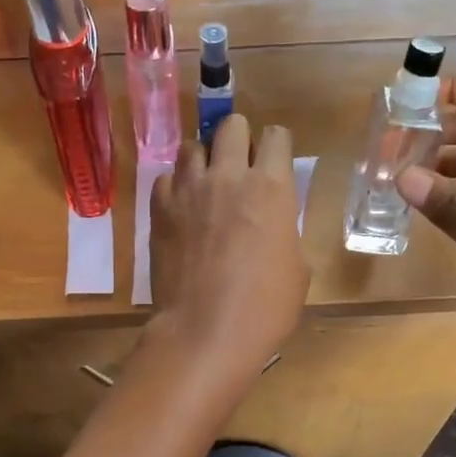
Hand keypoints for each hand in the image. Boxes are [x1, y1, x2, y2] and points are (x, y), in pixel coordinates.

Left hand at [150, 115, 307, 376]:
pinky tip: (181, 208)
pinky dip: (175, 188)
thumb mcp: (296, 268)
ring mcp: (189, 189)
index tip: (274, 161)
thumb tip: (272, 222)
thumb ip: (284, 229)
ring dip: (203, 158)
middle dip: (238, 138)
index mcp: (271, 186)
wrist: (206, 331)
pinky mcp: (159, 208)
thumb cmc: (265, 307)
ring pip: (192, 145)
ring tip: (206, 183)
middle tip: (239, 164)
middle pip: (231, 125)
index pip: (276, 135)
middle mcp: (228, 176)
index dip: (276, 146)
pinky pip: (166, 179)